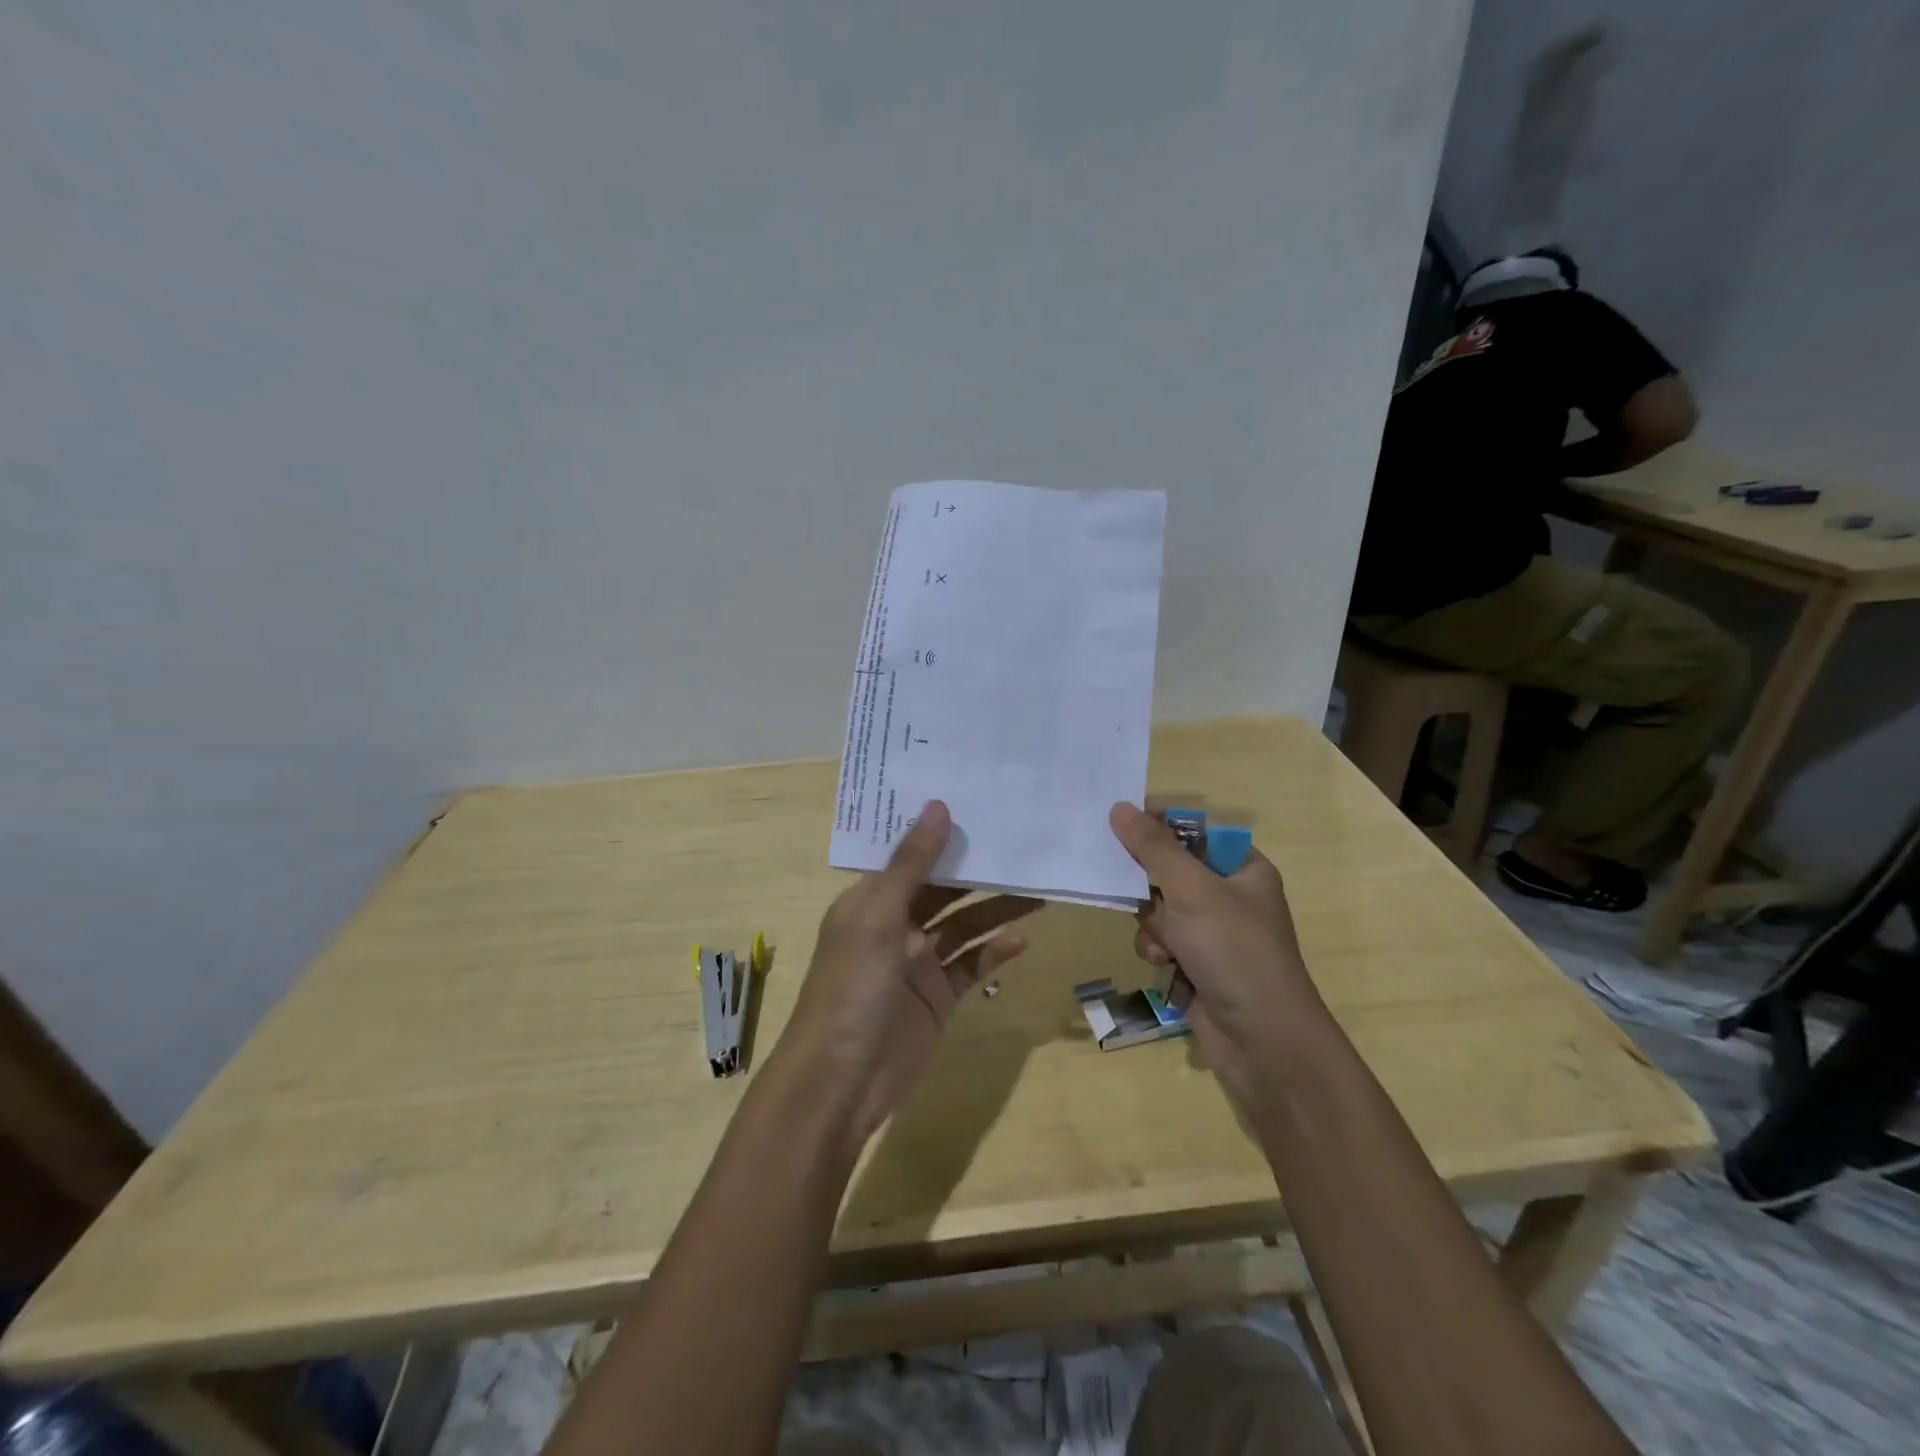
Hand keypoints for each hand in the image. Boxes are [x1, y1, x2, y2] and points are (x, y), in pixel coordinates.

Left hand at [780, 802, 1040, 1147]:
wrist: (841, 1081)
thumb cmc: (852, 987)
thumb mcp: (878, 917)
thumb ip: (911, 864)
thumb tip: (938, 805)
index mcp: (870, 901)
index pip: (909, 857)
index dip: (940, 834)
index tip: (978, 806)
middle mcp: (894, 926)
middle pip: (942, 889)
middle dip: (977, 871)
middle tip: (1020, 847)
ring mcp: (917, 964)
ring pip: (963, 926)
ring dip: (996, 909)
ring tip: (1037, 890)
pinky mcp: (938, 997)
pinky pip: (971, 965)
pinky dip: (994, 952)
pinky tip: (1023, 940)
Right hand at [1108, 802, 1325, 1096]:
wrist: (1263, 1041)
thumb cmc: (1234, 951)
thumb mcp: (1192, 890)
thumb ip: (1153, 848)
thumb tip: (1119, 807)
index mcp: (1243, 868)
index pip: (1195, 830)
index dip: (1160, 824)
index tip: (1122, 823)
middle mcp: (1229, 896)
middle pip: (1170, 869)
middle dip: (1150, 886)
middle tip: (1128, 884)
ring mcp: (1213, 933)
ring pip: (1159, 908)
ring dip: (1153, 924)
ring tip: (1164, 944)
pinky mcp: (1197, 964)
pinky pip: (1162, 940)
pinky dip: (1158, 950)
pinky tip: (1166, 965)